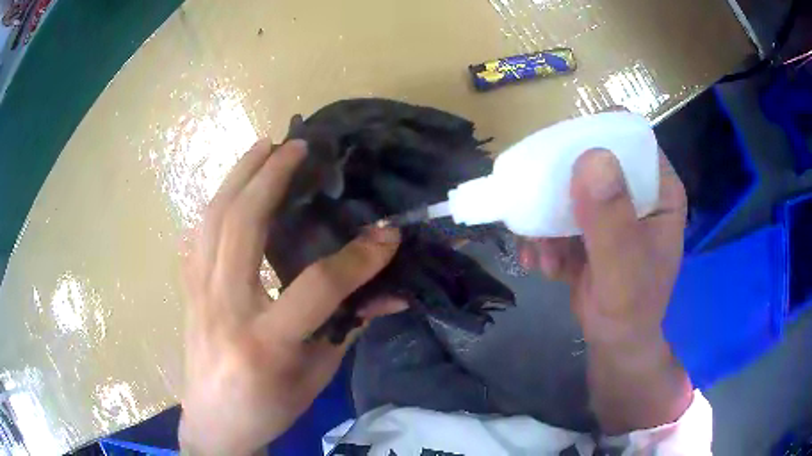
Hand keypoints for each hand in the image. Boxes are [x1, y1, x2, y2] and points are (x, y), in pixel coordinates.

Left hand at [179, 139, 400, 454]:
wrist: (215, 423)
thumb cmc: (269, 407)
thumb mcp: (317, 375)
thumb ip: (350, 327)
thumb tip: (393, 294)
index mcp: (264, 342)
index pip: (317, 286)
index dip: (359, 258)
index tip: (388, 234)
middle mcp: (224, 308)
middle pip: (242, 225)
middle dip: (272, 177)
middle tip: (297, 145)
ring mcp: (198, 295)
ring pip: (212, 220)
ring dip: (238, 176)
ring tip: (262, 146)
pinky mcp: (188, 291)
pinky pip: (199, 235)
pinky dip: (217, 203)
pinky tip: (232, 188)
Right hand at [519, 148, 685, 344]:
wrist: (616, 341)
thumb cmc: (631, 309)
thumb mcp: (623, 268)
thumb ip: (612, 219)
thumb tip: (591, 158)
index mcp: (659, 189)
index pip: (629, 138)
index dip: (594, 134)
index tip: (559, 156)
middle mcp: (636, 190)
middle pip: (592, 157)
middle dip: (558, 185)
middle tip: (537, 209)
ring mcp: (612, 207)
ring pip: (568, 186)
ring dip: (545, 217)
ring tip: (540, 254)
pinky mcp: (590, 225)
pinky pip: (558, 213)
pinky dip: (543, 236)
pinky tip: (540, 264)